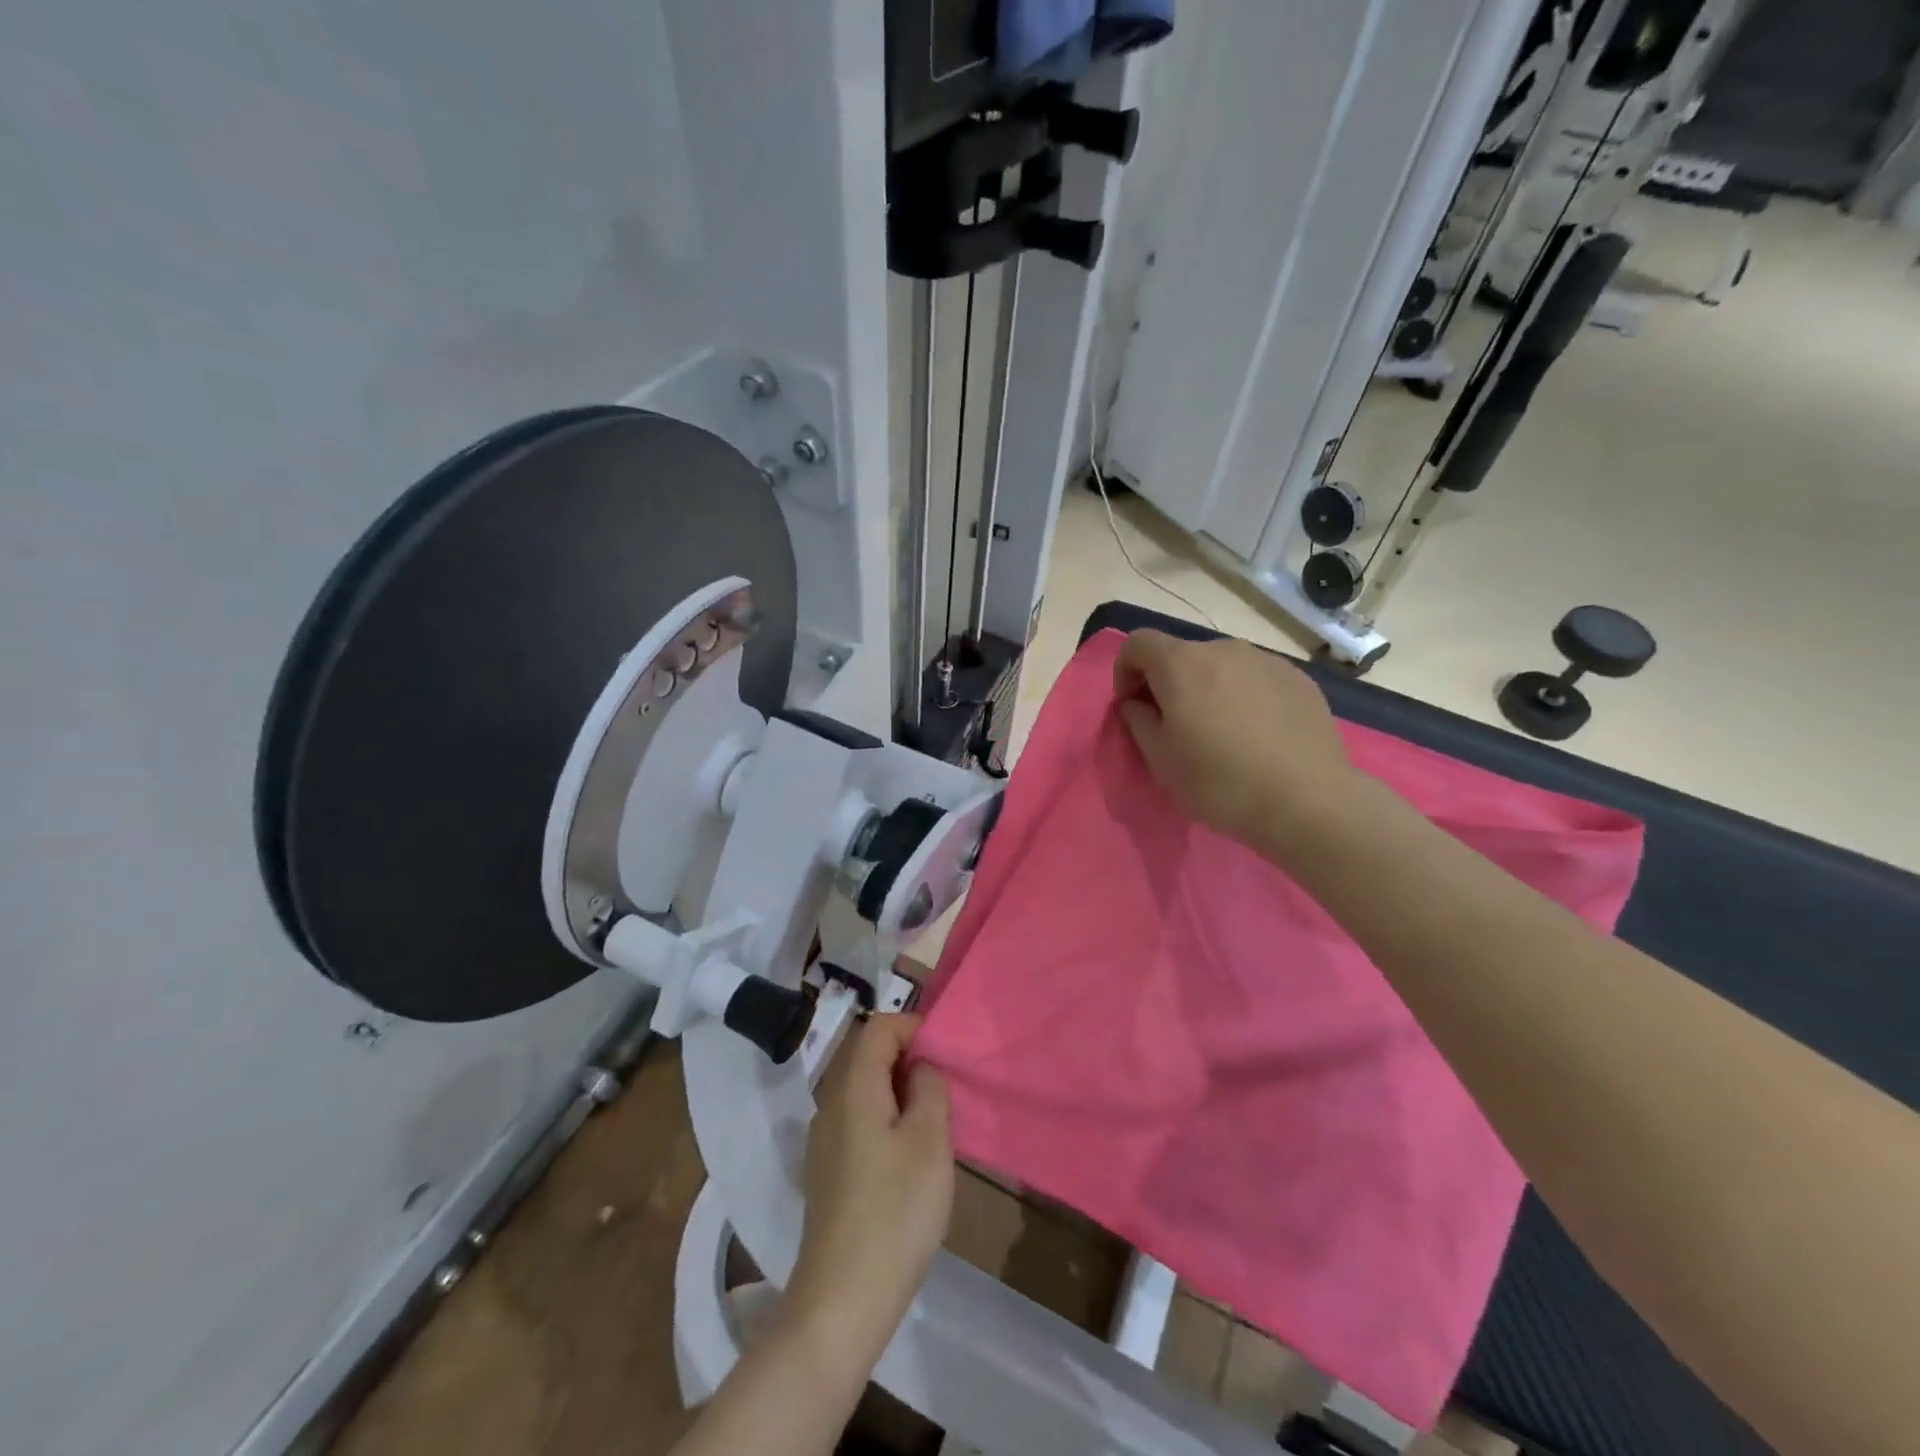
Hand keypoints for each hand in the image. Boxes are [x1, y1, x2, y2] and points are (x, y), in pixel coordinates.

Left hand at [786, 1015, 953, 1362]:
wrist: (842, 1300)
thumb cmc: (895, 1211)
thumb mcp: (930, 1141)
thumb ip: (930, 1088)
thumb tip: (921, 1068)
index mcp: (853, 1087)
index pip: (878, 1027)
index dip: (912, 1028)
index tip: (945, 1053)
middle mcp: (831, 1104)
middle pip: (868, 1056)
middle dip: (909, 1061)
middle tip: (946, 1090)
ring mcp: (824, 1140)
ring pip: (865, 1091)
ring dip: (900, 1093)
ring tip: (934, 1124)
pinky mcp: (827, 1171)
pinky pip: (859, 1122)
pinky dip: (887, 1121)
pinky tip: (909, 1160)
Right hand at [1112, 629, 1358, 856]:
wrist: (1308, 800)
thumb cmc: (1220, 782)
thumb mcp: (1161, 761)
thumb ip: (1138, 722)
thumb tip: (1136, 704)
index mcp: (1182, 665)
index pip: (1138, 643)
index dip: (1125, 670)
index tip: (1132, 706)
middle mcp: (1223, 650)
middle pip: (1181, 654)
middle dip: (1168, 682)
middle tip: (1174, 724)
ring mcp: (1266, 660)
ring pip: (1221, 665)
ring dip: (1207, 688)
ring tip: (1220, 731)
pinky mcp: (1298, 678)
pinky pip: (1256, 678)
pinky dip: (1243, 695)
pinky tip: (1257, 734)